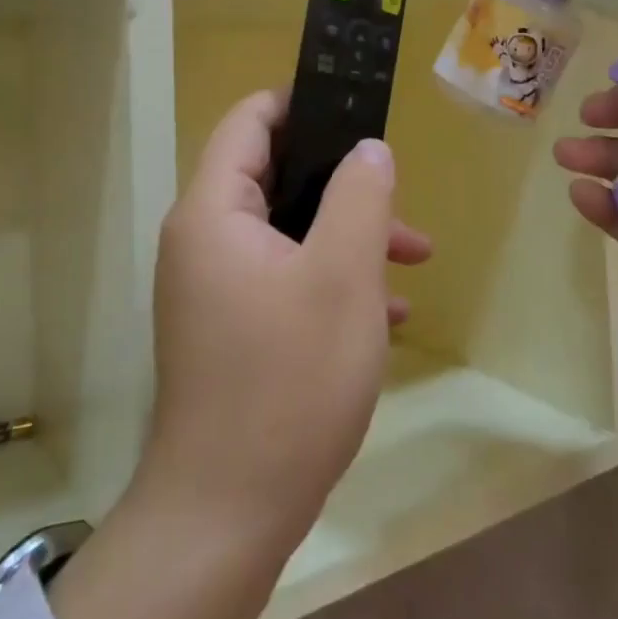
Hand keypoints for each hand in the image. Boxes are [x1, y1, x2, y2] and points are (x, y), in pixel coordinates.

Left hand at [139, 89, 431, 546]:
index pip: (249, 122)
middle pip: (275, 177)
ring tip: (413, 260)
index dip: (300, 103)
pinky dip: (329, 280)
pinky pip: (283, 279)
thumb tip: (367, 148)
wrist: (227, 514)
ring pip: (288, 233)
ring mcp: (213, 288)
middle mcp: (203, 241)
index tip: (355, 108)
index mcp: (215, 212)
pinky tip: (384, 314)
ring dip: (348, 236)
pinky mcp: (229, 329)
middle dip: (343, 184)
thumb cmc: (289, 381)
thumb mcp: (343, 276)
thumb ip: (360, 197)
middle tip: (398, 198)